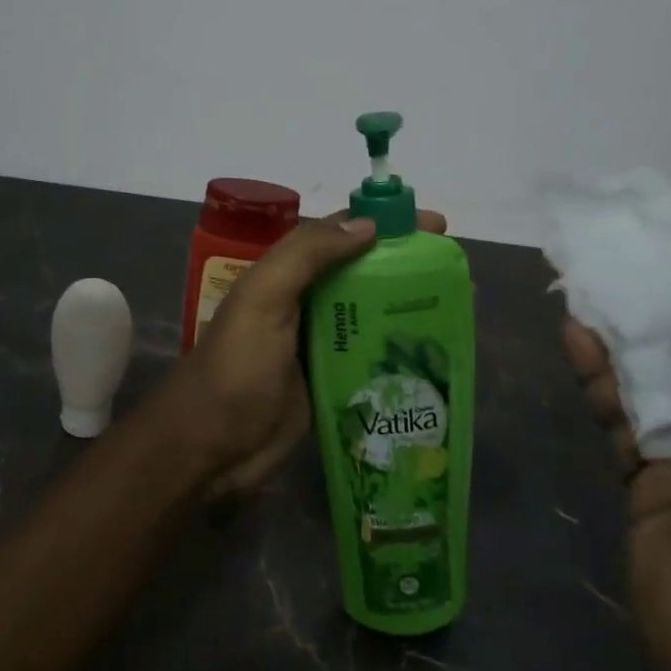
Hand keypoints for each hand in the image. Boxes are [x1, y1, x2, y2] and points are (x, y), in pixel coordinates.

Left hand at [172, 208, 447, 495]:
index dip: (386, 223)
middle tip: (457, 271)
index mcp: (287, 274)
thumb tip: (368, 224)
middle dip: (408, 265)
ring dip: (410, 305)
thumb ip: (307, 255)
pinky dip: (401, 348)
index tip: (434, 226)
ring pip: (373, 313)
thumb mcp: (263, 299)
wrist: (210, 447)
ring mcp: (320, 344)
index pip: (342, 234)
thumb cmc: (237, 368)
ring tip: (460, 306)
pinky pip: (372, 356)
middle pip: (364, 273)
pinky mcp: (332, 382)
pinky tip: (436, 352)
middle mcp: (306, 302)